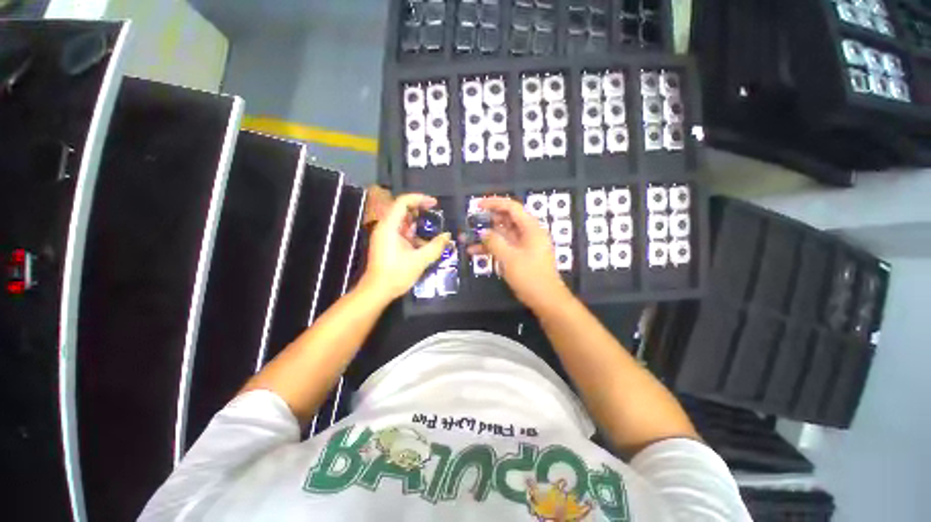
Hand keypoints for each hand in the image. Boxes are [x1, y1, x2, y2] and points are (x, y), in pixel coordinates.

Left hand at [361, 193, 450, 301]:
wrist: (377, 291)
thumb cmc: (396, 274)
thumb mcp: (420, 260)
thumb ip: (436, 246)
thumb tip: (448, 235)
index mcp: (389, 226)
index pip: (402, 202)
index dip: (419, 198)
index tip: (435, 203)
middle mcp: (385, 227)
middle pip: (402, 209)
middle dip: (420, 209)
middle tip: (436, 213)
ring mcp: (385, 236)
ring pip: (402, 221)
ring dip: (417, 222)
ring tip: (433, 225)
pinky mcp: (387, 244)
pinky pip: (401, 232)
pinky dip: (413, 232)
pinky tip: (425, 240)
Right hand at [468, 197, 570, 309]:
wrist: (546, 299)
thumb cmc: (530, 276)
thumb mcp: (509, 258)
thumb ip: (494, 242)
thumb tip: (482, 232)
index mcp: (531, 228)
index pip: (512, 207)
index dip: (494, 203)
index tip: (477, 205)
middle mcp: (528, 233)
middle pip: (506, 220)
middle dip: (487, 220)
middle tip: (471, 222)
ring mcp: (524, 245)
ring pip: (503, 234)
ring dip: (486, 236)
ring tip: (467, 238)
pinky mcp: (520, 256)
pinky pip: (504, 246)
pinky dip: (491, 248)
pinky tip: (475, 252)